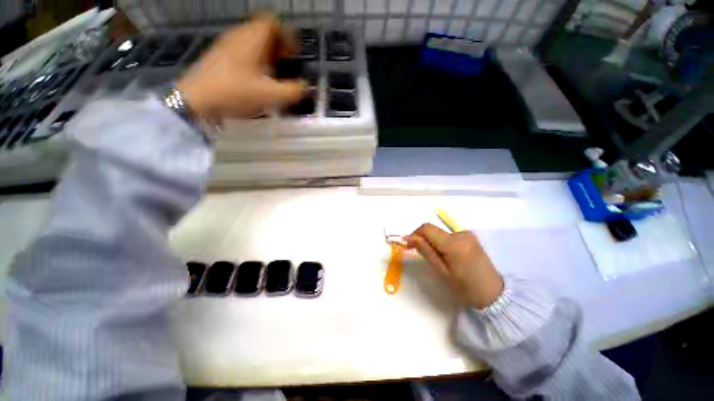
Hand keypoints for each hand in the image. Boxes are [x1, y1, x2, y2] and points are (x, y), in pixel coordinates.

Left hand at [176, 15, 305, 118]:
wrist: (196, 99)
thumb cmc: (235, 93)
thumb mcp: (271, 96)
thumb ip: (293, 91)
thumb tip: (306, 87)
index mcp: (252, 39)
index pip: (272, 23)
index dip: (287, 36)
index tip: (294, 54)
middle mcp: (239, 36)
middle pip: (262, 31)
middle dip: (278, 46)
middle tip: (286, 65)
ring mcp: (226, 45)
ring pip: (251, 41)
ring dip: (266, 53)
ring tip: (273, 73)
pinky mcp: (218, 56)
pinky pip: (241, 50)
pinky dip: (254, 59)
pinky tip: (256, 78)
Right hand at [406, 224, 503, 308]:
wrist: (494, 294)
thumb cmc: (465, 288)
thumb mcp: (442, 271)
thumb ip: (425, 251)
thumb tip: (408, 238)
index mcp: (454, 243)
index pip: (427, 228)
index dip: (415, 234)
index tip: (410, 245)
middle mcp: (461, 233)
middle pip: (433, 229)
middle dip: (424, 239)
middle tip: (424, 255)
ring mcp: (467, 234)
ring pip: (440, 231)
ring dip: (433, 241)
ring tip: (438, 258)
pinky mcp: (471, 236)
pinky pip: (449, 234)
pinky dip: (442, 241)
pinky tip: (447, 255)